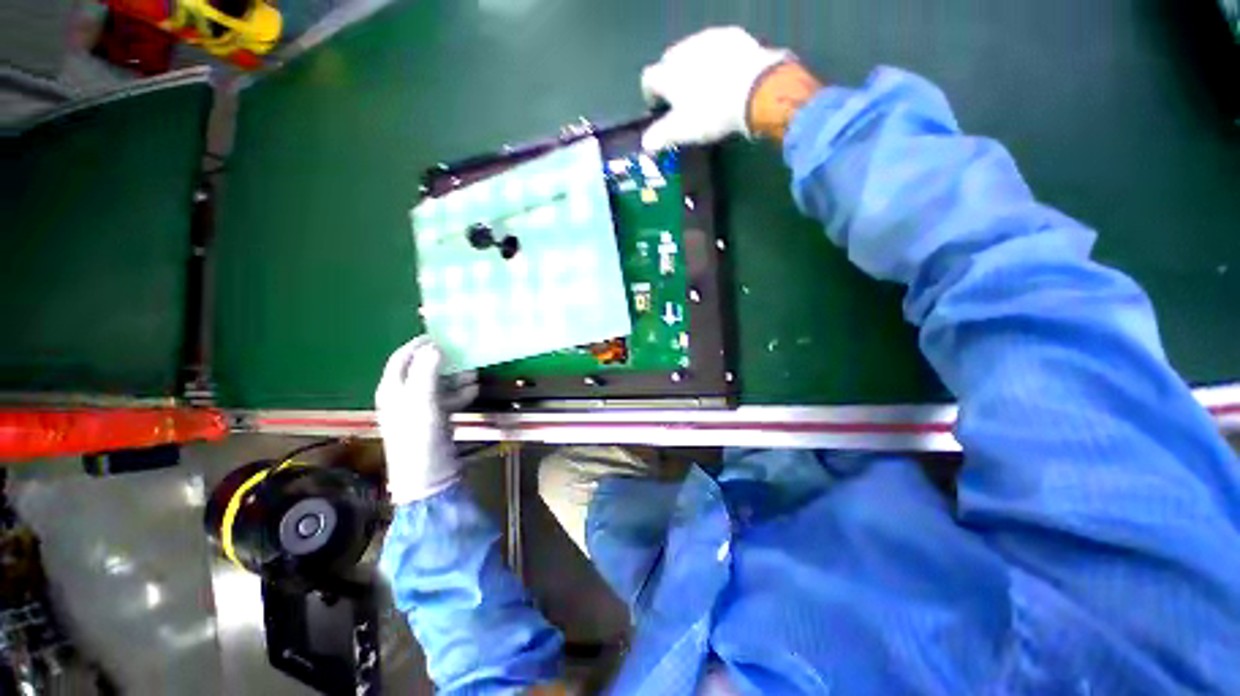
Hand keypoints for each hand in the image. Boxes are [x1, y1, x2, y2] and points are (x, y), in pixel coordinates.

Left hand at [375, 336, 478, 504]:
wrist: (428, 475)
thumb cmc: (420, 435)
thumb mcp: (422, 401)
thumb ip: (427, 372)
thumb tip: (435, 345)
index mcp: (393, 389)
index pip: (402, 358)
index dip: (418, 344)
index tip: (441, 335)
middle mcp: (404, 396)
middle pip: (422, 369)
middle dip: (444, 360)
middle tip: (463, 352)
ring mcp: (420, 409)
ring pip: (438, 384)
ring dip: (456, 377)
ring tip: (474, 373)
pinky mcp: (435, 419)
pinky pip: (448, 399)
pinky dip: (460, 393)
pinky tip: (474, 390)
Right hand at [640, 26, 793, 150]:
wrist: (754, 90)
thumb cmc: (710, 113)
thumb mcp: (682, 131)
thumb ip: (660, 137)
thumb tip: (645, 144)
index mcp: (667, 74)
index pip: (648, 79)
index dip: (651, 94)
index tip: (658, 107)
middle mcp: (682, 50)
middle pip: (669, 61)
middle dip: (672, 77)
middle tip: (683, 98)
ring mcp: (708, 39)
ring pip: (693, 51)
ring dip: (694, 65)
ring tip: (705, 85)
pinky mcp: (732, 36)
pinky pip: (717, 46)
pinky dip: (716, 58)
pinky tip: (726, 72)